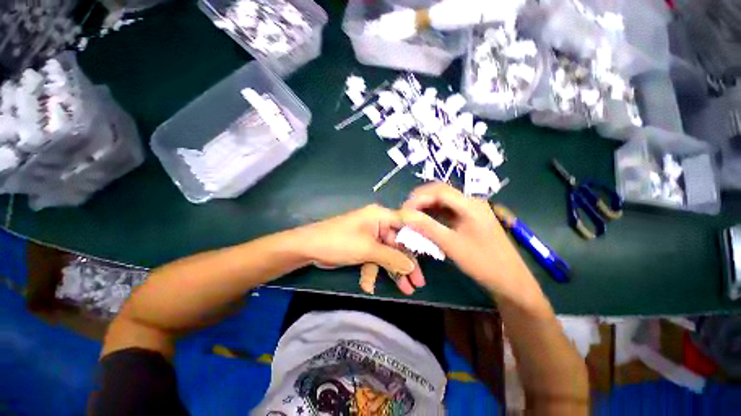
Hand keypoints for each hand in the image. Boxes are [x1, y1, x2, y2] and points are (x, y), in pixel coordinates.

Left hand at [296, 205, 425, 294]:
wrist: (309, 247)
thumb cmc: (340, 242)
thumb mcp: (368, 249)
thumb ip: (392, 257)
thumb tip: (411, 266)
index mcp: (380, 216)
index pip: (406, 225)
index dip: (418, 240)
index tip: (430, 256)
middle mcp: (378, 223)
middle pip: (398, 243)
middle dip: (406, 263)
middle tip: (418, 282)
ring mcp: (370, 236)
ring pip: (388, 253)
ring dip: (394, 270)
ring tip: (406, 289)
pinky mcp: (363, 246)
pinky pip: (375, 258)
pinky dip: (375, 270)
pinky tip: (370, 284)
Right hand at [400, 183, 531, 294]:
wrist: (509, 279)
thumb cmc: (483, 262)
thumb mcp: (452, 244)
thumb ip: (427, 227)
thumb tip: (404, 215)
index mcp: (470, 204)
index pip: (439, 191)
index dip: (418, 198)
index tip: (403, 211)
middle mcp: (471, 201)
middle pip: (441, 191)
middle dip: (421, 199)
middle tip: (406, 212)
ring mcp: (470, 209)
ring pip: (443, 200)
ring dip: (426, 205)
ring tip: (412, 216)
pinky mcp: (468, 217)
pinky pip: (447, 209)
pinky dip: (433, 213)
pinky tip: (425, 221)